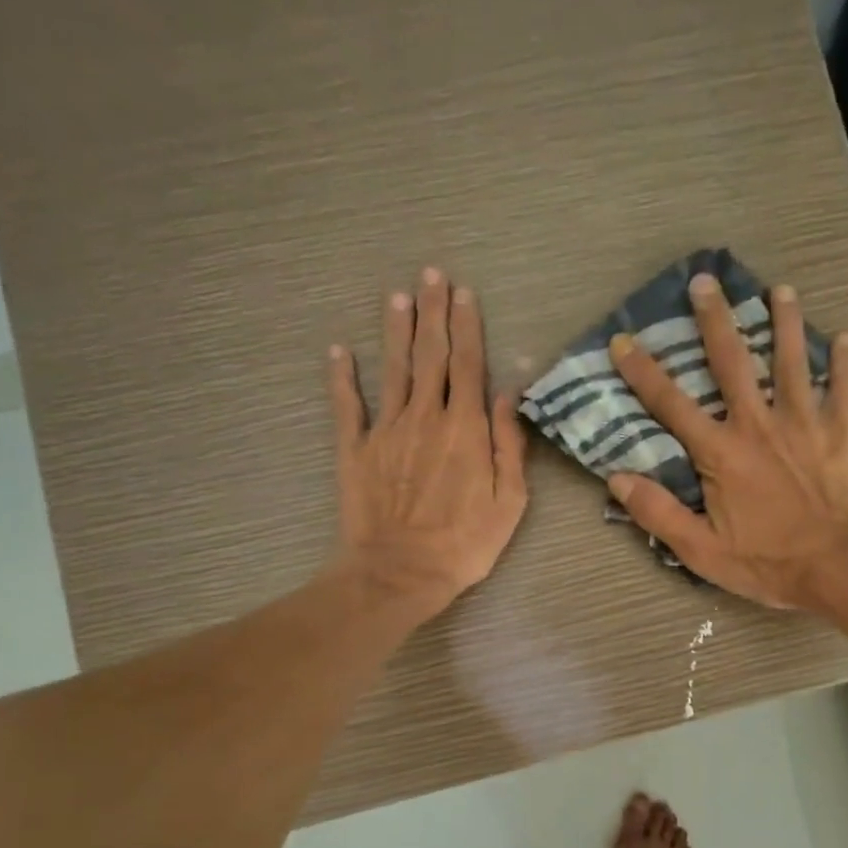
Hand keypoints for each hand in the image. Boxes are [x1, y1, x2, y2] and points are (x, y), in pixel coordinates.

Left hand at [329, 267, 528, 619]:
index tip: (465, 293)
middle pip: (430, 355)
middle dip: (433, 312)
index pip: (469, 365)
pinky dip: (341, 376)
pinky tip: (338, 350)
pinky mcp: (354, 449)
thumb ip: (509, 444)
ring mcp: (386, 430)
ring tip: (398, 295)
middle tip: (432, 275)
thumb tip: (508, 394)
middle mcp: (425, 417)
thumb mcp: (509, 501)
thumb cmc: (465, 544)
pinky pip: (346, 405)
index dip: (467, 326)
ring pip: (392, 369)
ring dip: (395, 330)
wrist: (400, 572)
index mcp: (465, 428)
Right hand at [606, 274, 847, 608]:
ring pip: (793, 361)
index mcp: (721, 452)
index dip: (643, 372)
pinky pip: (845, 389)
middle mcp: (759, 424)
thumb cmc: (768, 562)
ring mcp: (805, 423)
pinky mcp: (842, 434)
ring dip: (786, 322)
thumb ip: (658, 513)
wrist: (839, 567)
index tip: (623, 341)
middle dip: (715, 320)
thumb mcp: (701, 549)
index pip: (671, 404)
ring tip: (782, 289)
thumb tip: (617, 480)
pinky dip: (846, 363)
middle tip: (706, 281)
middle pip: (733, 362)